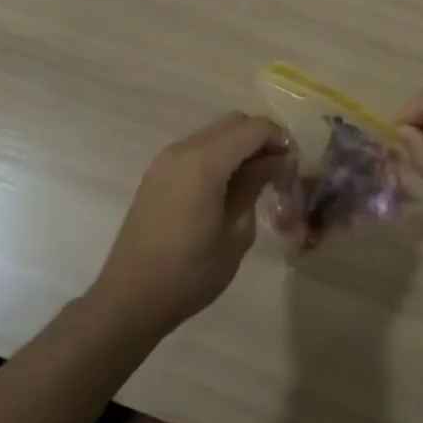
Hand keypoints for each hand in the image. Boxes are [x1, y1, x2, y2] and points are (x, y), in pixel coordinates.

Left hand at [89, 112, 291, 333]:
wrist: (129, 299)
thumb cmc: (190, 273)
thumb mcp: (236, 233)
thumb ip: (256, 186)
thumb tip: (279, 160)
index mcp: (205, 162)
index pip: (253, 128)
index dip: (279, 139)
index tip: (293, 164)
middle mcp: (184, 150)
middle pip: (233, 123)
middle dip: (260, 138)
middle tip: (277, 171)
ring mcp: (166, 159)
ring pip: (214, 133)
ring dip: (238, 146)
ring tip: (254, 181)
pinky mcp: (156, 173)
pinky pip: (196, 148)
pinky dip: (218, 155)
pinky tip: (225, 188)